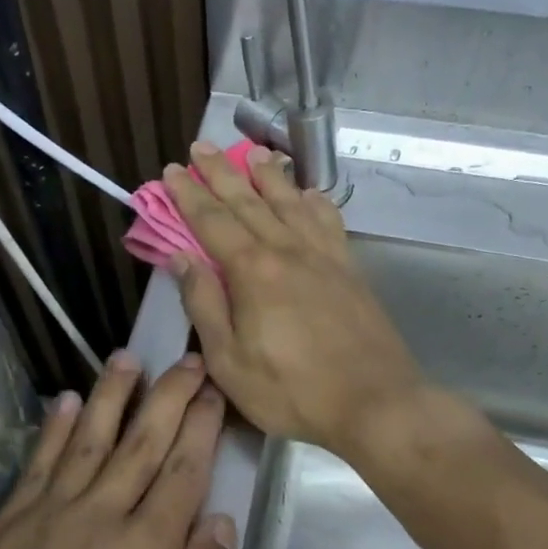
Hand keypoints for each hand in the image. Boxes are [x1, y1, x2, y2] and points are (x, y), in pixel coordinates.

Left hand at [0, 352, 234, 548]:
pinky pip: (38, 464)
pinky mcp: (7, 527)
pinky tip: (64, 401)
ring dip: (111, 395)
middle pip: (142, 442)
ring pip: (89, 438)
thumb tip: (218, 521)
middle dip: (169, 395)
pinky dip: (54, 429)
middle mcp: (101, 516)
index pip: (183, 471)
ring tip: (126, 358)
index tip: (212, 390)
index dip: (201, 426)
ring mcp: (48, 515)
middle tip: (186, 357)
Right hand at [163, 142, 424, 455]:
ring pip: (290, 202)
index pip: (212, 221)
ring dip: (268, 176)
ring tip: (252, 154)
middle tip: (200, 147)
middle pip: (248, 201)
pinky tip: (308, 194)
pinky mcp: (349, 268)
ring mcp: (323, 256)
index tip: (171, 171)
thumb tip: (181, 258)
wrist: (375, 402)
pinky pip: (328, 221)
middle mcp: (287, 250)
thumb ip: (204, 305)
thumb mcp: (229, 361)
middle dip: (220, 172)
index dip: (188, 195)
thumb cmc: (292, 391)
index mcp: (252, 271)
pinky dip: (314, 201)